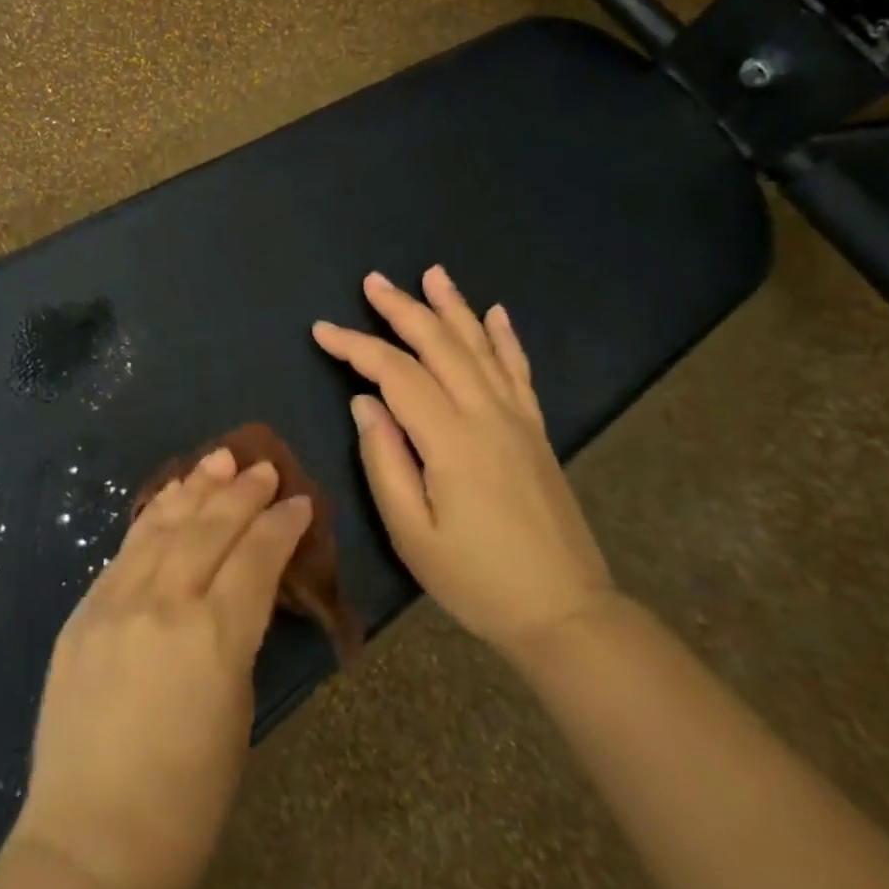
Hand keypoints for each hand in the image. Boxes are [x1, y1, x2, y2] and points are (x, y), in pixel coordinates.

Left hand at [5, 448, 312, 888]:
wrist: (88, 840)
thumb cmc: (183, 801)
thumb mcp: (235, 717)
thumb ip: (237, 640)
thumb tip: (240, 592)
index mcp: (214, 638)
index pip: (255, 559)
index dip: (281, 526)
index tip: (299, 501)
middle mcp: (165, 603)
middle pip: (210, 528)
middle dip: (242, 492)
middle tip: (264, 466)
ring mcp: (117, 599)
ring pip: (165, 524)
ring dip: (197, 487)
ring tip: (220, 458)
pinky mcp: (85, 608)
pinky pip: (127, 546)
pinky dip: (154, 514)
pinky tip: (170, 496)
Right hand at [312, 266, 617, 661]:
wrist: (567, 615)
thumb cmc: (477, 581)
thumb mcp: (412, 533)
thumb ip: (384, 461)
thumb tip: (364, 402)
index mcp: (451, 440)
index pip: (395, 373)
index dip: (355, 346)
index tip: (321, 330)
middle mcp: (487, 415)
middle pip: (439, 344)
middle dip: (402, 308)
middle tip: (372, 281)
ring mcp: (517, 419)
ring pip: (480, 347)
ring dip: (453, 307)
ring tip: (432, 273)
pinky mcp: (536, 431)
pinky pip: (519, 371)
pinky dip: (505, 338)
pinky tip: (497, 314)